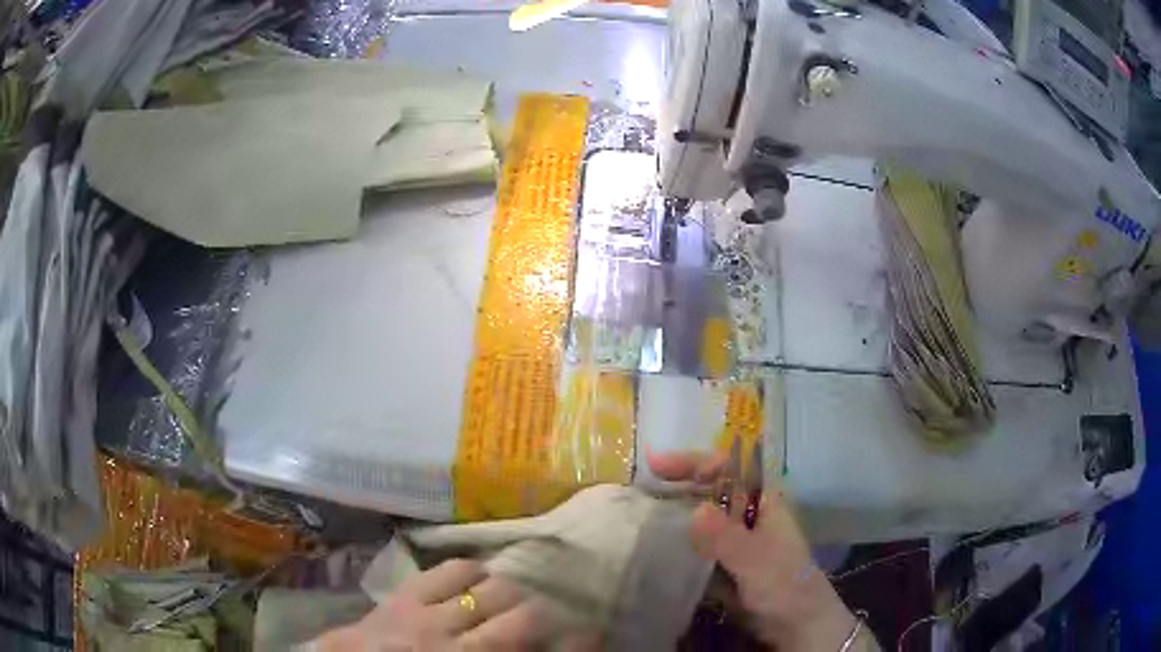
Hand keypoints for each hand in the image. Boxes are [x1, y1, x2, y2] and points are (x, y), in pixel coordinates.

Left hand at [313, 559, 552, 650]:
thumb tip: (535, 643)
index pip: (531, 648)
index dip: (575, 641)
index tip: (592, 634)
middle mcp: (461, 643)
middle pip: (524, 617)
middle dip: (545, 613)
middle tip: (548, 614)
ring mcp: (432, 616)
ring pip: (493, 590)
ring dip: (511, 590)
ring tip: (512, 593)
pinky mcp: (407, 594)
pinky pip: (451, 569)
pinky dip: (473, 569)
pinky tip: (477, 574)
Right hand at [649, 450, 860, 650]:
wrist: (796, 623)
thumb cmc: (784, 584)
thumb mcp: (757, 560)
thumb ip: (728, 538)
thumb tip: (696, 510)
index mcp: (762, 501)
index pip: (726, 469)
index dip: (692, 463)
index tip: (657, 467)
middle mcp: (747, 514)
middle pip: (709, 489)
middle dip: (677, 484)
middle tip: (639, 486)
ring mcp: (735, 540)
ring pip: (700, 518)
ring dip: (673, 513)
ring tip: (636, 512)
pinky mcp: (724, 564)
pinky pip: (696, 546)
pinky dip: (676, 543)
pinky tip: (652, 547)